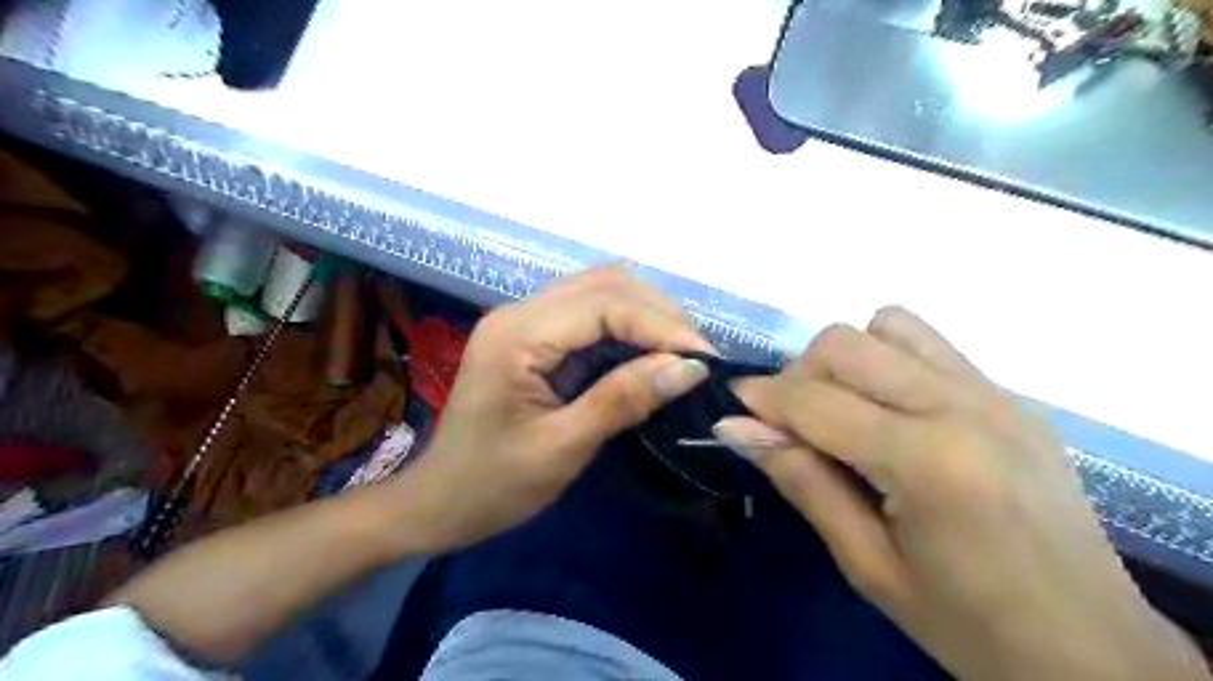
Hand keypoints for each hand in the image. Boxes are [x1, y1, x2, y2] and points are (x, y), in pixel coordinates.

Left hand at [400, 265, 713, 552]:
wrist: (439, 501)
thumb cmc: (493, 485)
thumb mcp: (562, 448)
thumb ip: (623, 400)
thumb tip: (689, 368)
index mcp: (517, 336)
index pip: (604, 304)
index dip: (661, 325)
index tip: (706, 358)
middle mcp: (519, 313)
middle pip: (603, 284)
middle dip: (658, 313)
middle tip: (698, 355)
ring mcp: (524, 321)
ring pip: (599, 291)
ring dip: (646, 315)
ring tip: (682, 352)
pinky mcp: (534, 336)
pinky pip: (589, 315)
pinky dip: (627, 328)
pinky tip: (650, 353)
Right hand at [718, 305, 1201, 680]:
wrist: (1090, 649)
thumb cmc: (967, 624)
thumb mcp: (866, 565)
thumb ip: (802, 481)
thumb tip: (737, 429)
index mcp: (928, 462)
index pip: (817, 402)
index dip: (761, 400)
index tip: (731, 408)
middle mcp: (963, 407)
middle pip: (846, 343)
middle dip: (799, 376)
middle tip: (792, 426)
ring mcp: (995, 393)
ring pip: (887, 326)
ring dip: (847, 360)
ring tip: (845, 412)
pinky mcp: (1010, 395)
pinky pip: (929, 344)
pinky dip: (888, 361)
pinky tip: (890, 411)